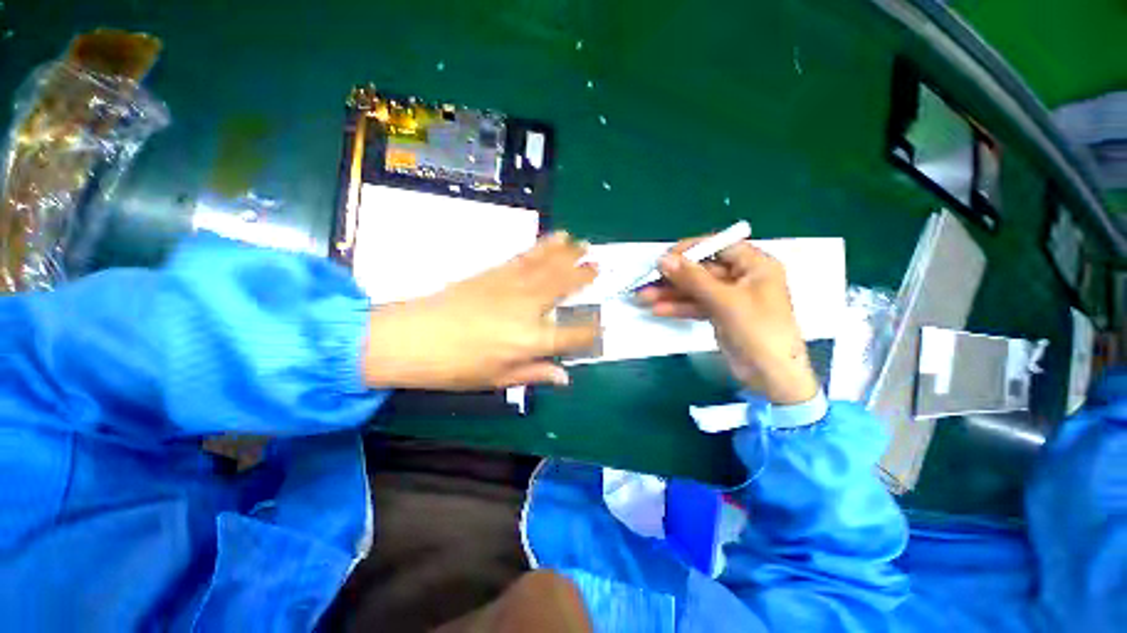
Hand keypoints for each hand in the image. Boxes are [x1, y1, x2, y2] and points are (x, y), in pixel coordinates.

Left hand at [362, 232, 598, 390]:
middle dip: (583, 276)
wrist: (412, 338)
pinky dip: (541, 247)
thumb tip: (564, 377)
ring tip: (583, 243)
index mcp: (530, 341)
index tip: (602, 327)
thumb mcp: (497, 379)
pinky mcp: (494, 273)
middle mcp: (527, 309)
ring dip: (567, 254)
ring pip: (547, 267)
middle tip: (598, 265)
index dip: (591, 332)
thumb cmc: (455, 367)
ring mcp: (510, 287)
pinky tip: (552, 240)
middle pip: (563, 288)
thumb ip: (534, 374)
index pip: (573, 335)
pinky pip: (525, 258)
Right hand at [635, 239, 818, 404]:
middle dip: (674, 276)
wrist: (771, 376)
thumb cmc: (758, 331)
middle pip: (703, 269)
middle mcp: (743, 277)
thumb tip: (663, 259)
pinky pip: (696, 305)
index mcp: (755, 265)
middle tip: (647, 280)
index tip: (665, 257)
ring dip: (670, 293)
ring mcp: (730, 297)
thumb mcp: (725, 300)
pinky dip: (678, 307)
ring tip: (644, 297)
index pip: (719, 246)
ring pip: (696, 289)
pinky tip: (658, 309)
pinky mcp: (721, 314)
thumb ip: (693, 278)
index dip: (691, 249)